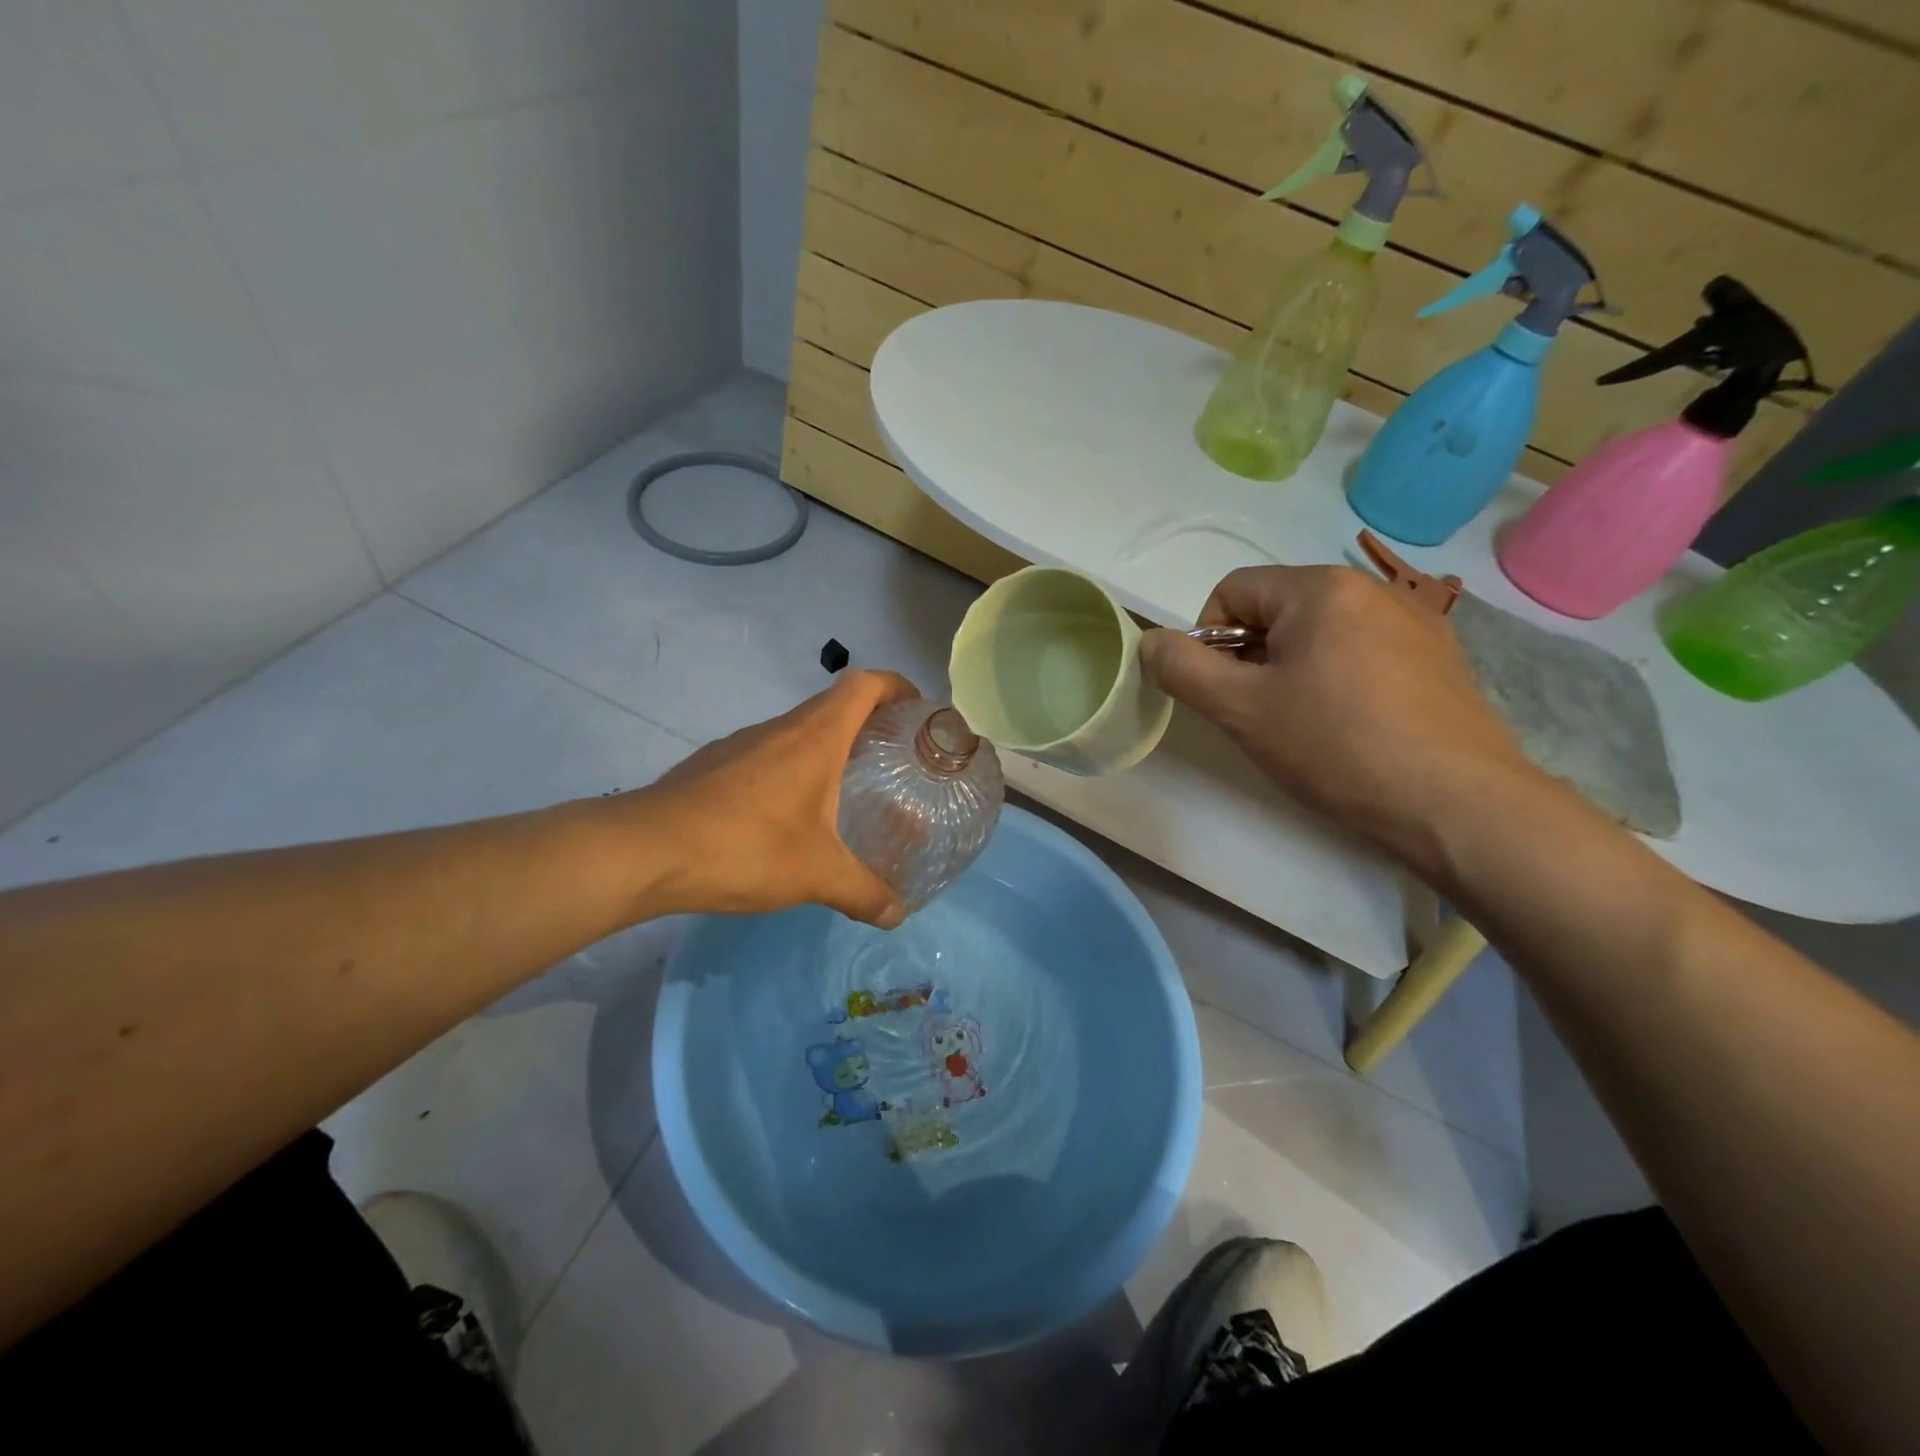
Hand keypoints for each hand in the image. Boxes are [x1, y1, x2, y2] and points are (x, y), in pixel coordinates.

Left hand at [633, 670, 919, 927]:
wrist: (645, 851)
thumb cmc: (746, 847)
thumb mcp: (816, 875)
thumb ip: (863, 893)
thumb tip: (897, 915)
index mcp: (815, 737)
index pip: (864, 685)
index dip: (895, 686)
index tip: (916, 709)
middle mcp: (779, 728)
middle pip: (833, 705)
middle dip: (868, 723)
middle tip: (891, 760)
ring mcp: (740, 743)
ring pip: (796, 731)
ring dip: (825, 748)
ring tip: (844, 789)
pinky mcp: (712, 764)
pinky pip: (765, 754)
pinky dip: (789, 768)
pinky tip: (786, 814)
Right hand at [1139, 566, 1537, 867]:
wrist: (1458, 804)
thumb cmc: (1336, 746)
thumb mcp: (1239, 709)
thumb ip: (1182, 668)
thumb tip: (1151, 642)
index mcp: (1320, 588)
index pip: (1232, 590)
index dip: (1208, 639)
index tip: (1223, 693)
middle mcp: (1371, 589)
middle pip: (1277, 610)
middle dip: (1252, 658)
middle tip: (1260, 715)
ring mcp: (1415, 622)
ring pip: (1320, 634)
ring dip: (1293, 671)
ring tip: (1307, 727)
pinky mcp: (1440, 659)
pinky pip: (1363, 654)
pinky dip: (1338, 681)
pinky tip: (1353, 729)